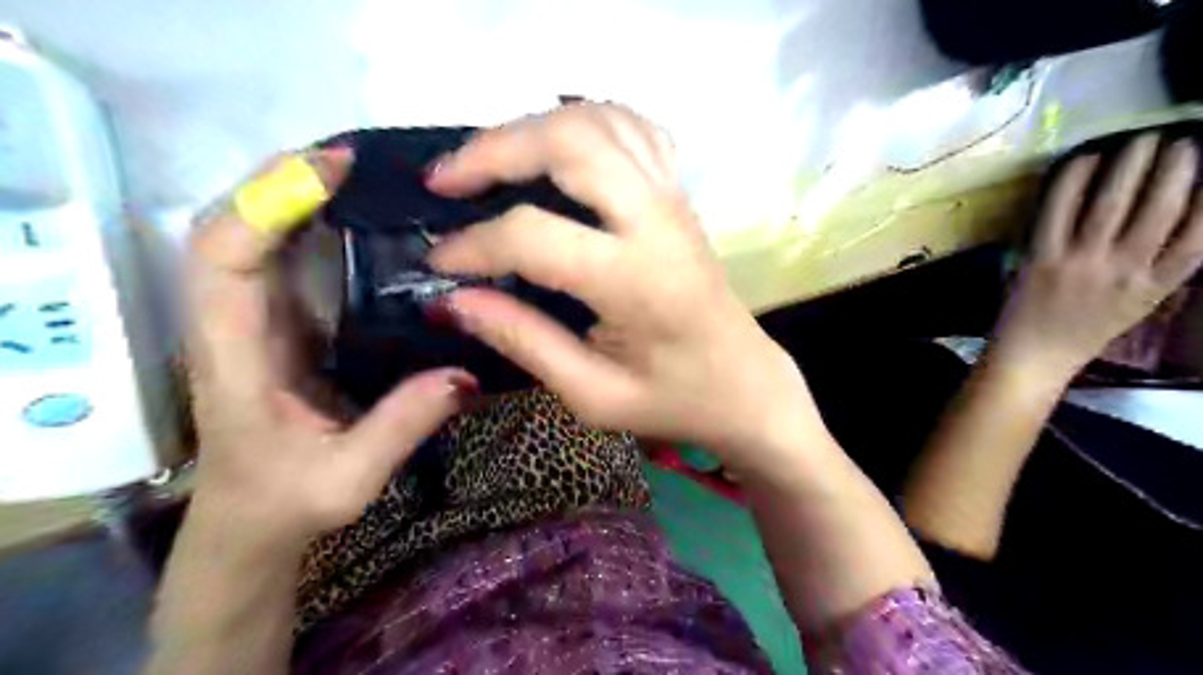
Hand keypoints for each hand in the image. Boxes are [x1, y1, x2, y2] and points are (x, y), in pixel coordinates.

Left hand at [186, 149, 474, 545]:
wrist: (252, 521)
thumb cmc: (288, 501)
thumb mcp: (350, 478)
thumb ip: (402, 425)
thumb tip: (466, 373)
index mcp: (235, 356)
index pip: (223, 258)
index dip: (267, 203)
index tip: (331, 172)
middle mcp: (233, 323)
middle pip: (232, 227)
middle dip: (282, 180)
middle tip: (355, 160)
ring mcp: (255, 319)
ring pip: (255, 236)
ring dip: (296, 193)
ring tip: (362, 174)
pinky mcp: (281, 323)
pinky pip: (284, 258)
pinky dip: (311, 223)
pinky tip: (360, 218)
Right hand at [426, 106, 823, 473]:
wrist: (745, 384)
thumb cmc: (673, 399)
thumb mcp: (594, 394)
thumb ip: (524, 342)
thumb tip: (452, 300)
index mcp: (636, 280)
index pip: (534, 235)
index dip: (473, 245)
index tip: (438, 264)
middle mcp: (656, 221)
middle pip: (568, 142)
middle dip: (493, 150)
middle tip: (445, 181)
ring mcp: (673, 198)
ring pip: (599, 120)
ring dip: (533, 127)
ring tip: (488, 159)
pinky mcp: (679, 195)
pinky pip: (632, 128)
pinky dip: (584, 121)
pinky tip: (556, 146)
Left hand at [992, 132, 1202, 378]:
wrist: (1033, 355)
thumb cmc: (1085, 329)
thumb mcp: (1141, 303)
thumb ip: (1162, 267)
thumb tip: (1187, 218)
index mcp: (1156, 287)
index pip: (1200, 236)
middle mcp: (1124, 272)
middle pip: (1160, 209)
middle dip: (1176, 167)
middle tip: (1180, 141)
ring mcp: (1080, 263)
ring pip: (1113, 204)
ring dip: (1132, 164)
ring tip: (1143, 140)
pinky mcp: (1041, 258)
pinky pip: (1059, 211)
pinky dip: (1075, 180)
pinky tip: (1086, 158)